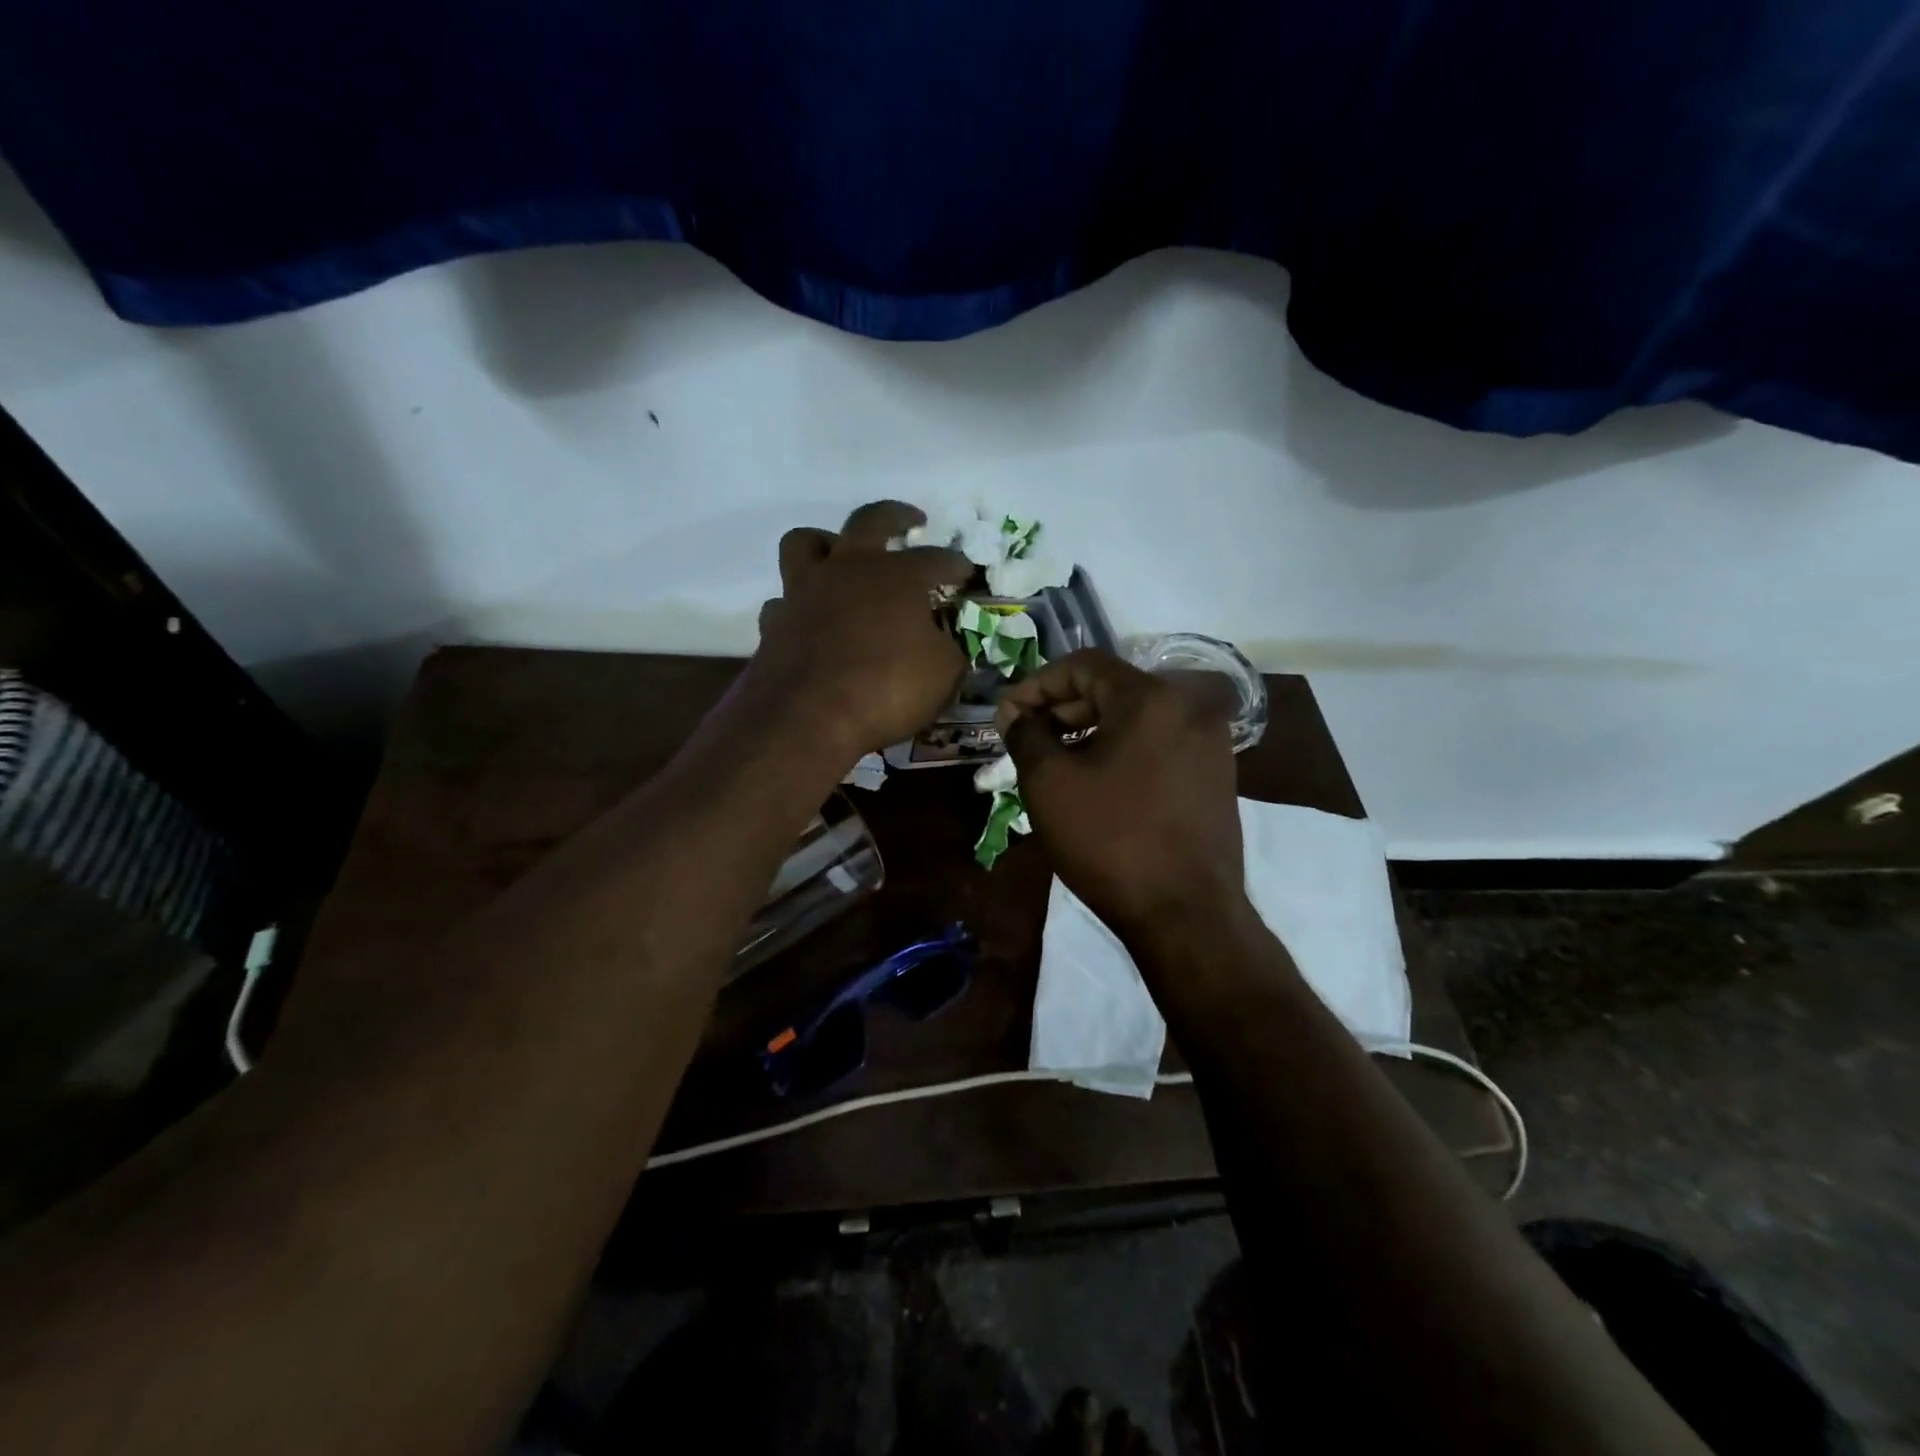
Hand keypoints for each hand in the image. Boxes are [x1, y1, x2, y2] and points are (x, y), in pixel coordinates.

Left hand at [748, 501, 972, 761]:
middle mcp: (848, 569)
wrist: (807, 718)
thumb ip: (948, 648)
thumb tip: (944, 641)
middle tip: (911, 521)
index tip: (966, 571)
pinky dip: (799, 604)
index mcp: (897, 576)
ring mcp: (804, 591)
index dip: (955, 564)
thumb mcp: (943, 674)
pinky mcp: (774, 622)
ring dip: (827, 543)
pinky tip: (810, 619)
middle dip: (895, 516)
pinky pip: (784, 600)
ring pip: (806, 543)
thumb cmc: (887, 689)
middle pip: (869, 521)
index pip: (936, 559)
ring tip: (841, 556)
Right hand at [996, 650, 1247, 942]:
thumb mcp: (1050, 784)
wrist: (1187, 914)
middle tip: (1026, 737)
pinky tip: (1097, 780)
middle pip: (1113, 689)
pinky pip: (1159, 744)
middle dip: (1062, 708)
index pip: (1083, 665)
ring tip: (1055, 760)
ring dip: (1090, 730)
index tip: (1007, 715)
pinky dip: (1122, 750)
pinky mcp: (1217, 775)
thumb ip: (1026, 735)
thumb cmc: (1111, 841)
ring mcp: (1211, 743)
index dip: (1036, 684)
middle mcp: (1190, 707)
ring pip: (1137, 718)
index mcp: (1152, 697)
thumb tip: (1015, 714)